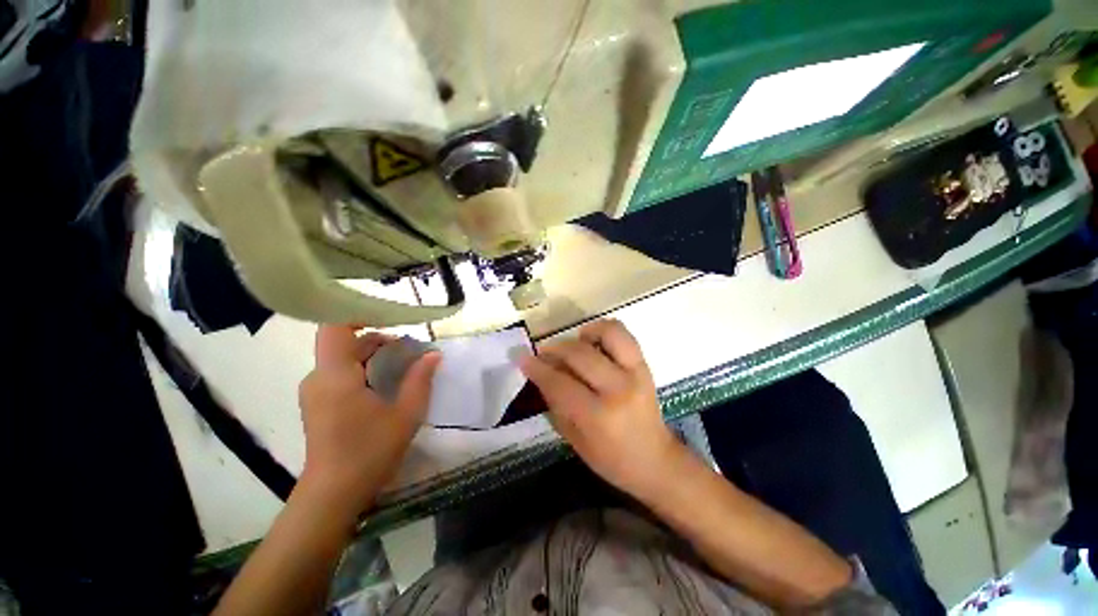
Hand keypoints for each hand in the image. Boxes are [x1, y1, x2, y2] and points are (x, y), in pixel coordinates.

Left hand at [297, 326, 439, 517]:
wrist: (333, 494)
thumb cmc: (369, 452)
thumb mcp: (405, 415)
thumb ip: (420, 380)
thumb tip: (433, 354)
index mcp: (335, 375)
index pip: (334, 326)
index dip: (359, 313)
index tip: (390, 317)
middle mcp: (318, 377)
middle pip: (344, 340)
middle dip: (378, 337)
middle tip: (410, 347)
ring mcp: (315, 390)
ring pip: (343, 356)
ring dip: (373, 353)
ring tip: (404, 362)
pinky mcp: (318, 401)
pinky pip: (340, 371)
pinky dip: (364, 366)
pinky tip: (386, 381)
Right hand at [520, 319, 683, 497]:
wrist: (656, 460)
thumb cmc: (611, 459)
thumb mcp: (574, 440)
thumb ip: (556, 404)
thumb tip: (541, 373)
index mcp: (598, 417)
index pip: (560, 383)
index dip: (537, 368)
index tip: (522, 358)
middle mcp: (618, 389)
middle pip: (579, 354)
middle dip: (555, 349)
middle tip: (544, 352)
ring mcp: (636, 373)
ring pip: (608, 334)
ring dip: (585, 333)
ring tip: (575, 342)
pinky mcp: (645, 365)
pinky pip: (624, 335)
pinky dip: (605, 330)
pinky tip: (594, 341)